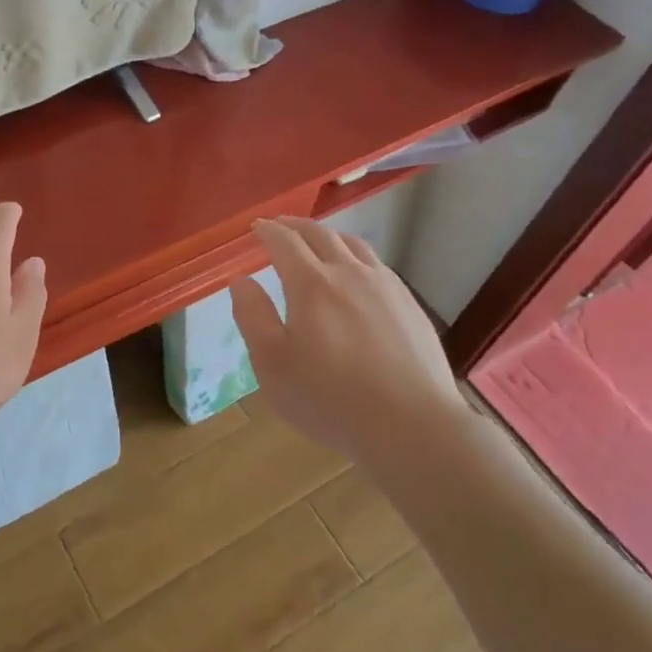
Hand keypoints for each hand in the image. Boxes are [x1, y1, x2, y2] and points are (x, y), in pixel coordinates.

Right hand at [228, 218, 462, 464]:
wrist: (412, 426)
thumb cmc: (329, 398)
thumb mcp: (272, 363)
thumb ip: (252, 316)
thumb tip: (240, 280)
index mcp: (311, 283)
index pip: (284, 241)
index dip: (267, 230)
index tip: (256, 227)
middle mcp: (349, 273)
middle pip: (320, 234)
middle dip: (295, 225)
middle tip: (281, 226)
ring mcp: (385, 286)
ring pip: (353, 245)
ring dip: (328, 236)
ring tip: (318, 241)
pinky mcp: (409, 305)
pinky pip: (378, 265)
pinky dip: (356, 256)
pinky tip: (358, 275)